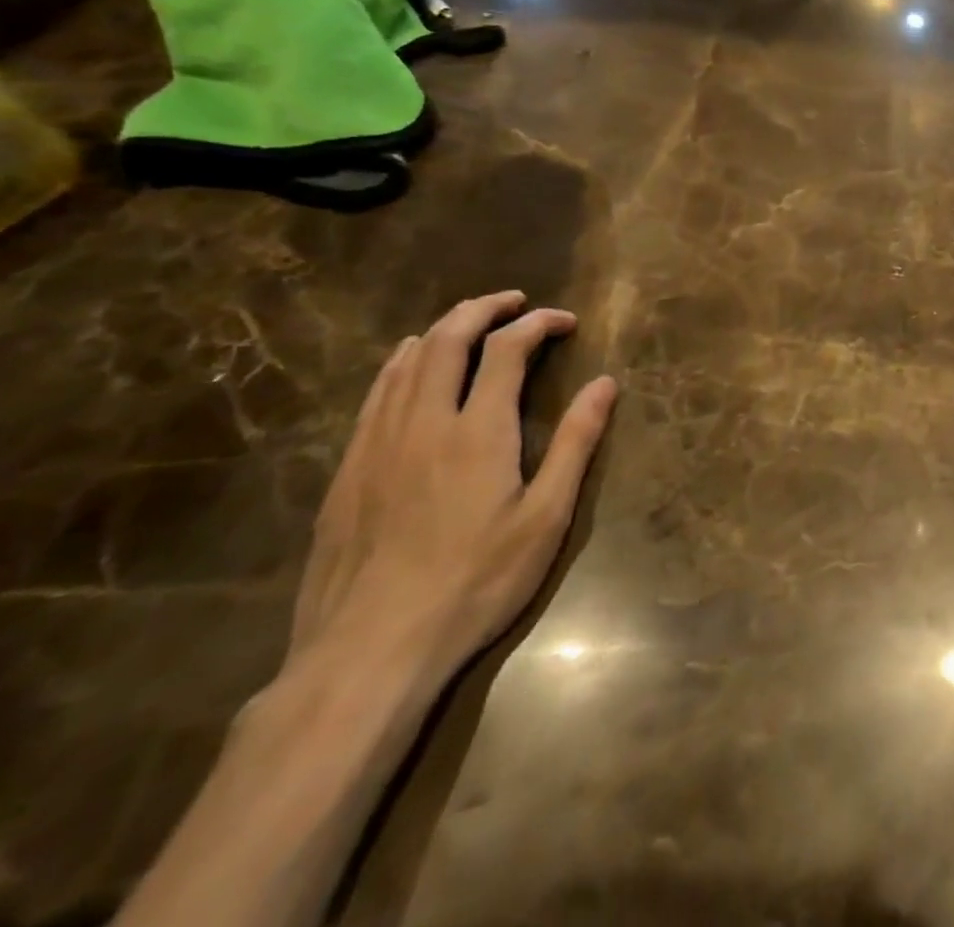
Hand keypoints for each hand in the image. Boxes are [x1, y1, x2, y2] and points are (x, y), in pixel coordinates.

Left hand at [288, 292, 617, 687]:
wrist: (368, 652)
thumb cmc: (475, 583)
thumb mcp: (546, 517)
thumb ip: (576, 443)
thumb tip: (606, 383)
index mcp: (479, 431)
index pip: (508, 349)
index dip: (538, 324)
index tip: (564, 321)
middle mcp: (424, 422)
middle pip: (447, 339)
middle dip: (483, 309)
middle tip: (514, 301)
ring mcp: (377, 445)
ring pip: (405, 362)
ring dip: (441, 329)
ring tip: (469, 322)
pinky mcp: (348, 471)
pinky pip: (375, 396)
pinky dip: (400, 364)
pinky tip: (409, 367)